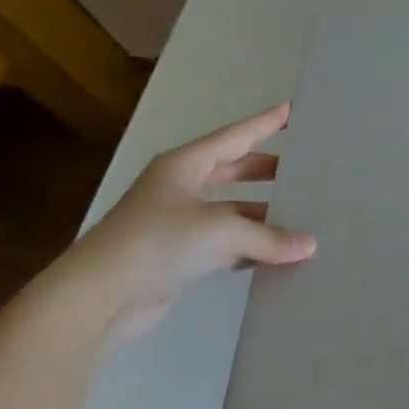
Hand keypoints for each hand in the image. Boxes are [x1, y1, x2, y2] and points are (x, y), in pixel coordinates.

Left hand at [44, 103, 315, 341]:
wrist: (99, 297)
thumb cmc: (158, 241)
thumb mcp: (220, 230)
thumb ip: (268, 237)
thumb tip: (309, 246)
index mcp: (186, 164)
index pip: (236, 136)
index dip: (265, 123)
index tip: (293, 110)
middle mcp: (182, 187)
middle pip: (235, 171)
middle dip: (268, 170)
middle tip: (305, 167)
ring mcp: (180, 222)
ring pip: (233, 210)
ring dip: (263, 215)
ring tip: (303, 215)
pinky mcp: (180, 255)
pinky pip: (226, 244)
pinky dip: (250, 247)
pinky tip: (278, 254)